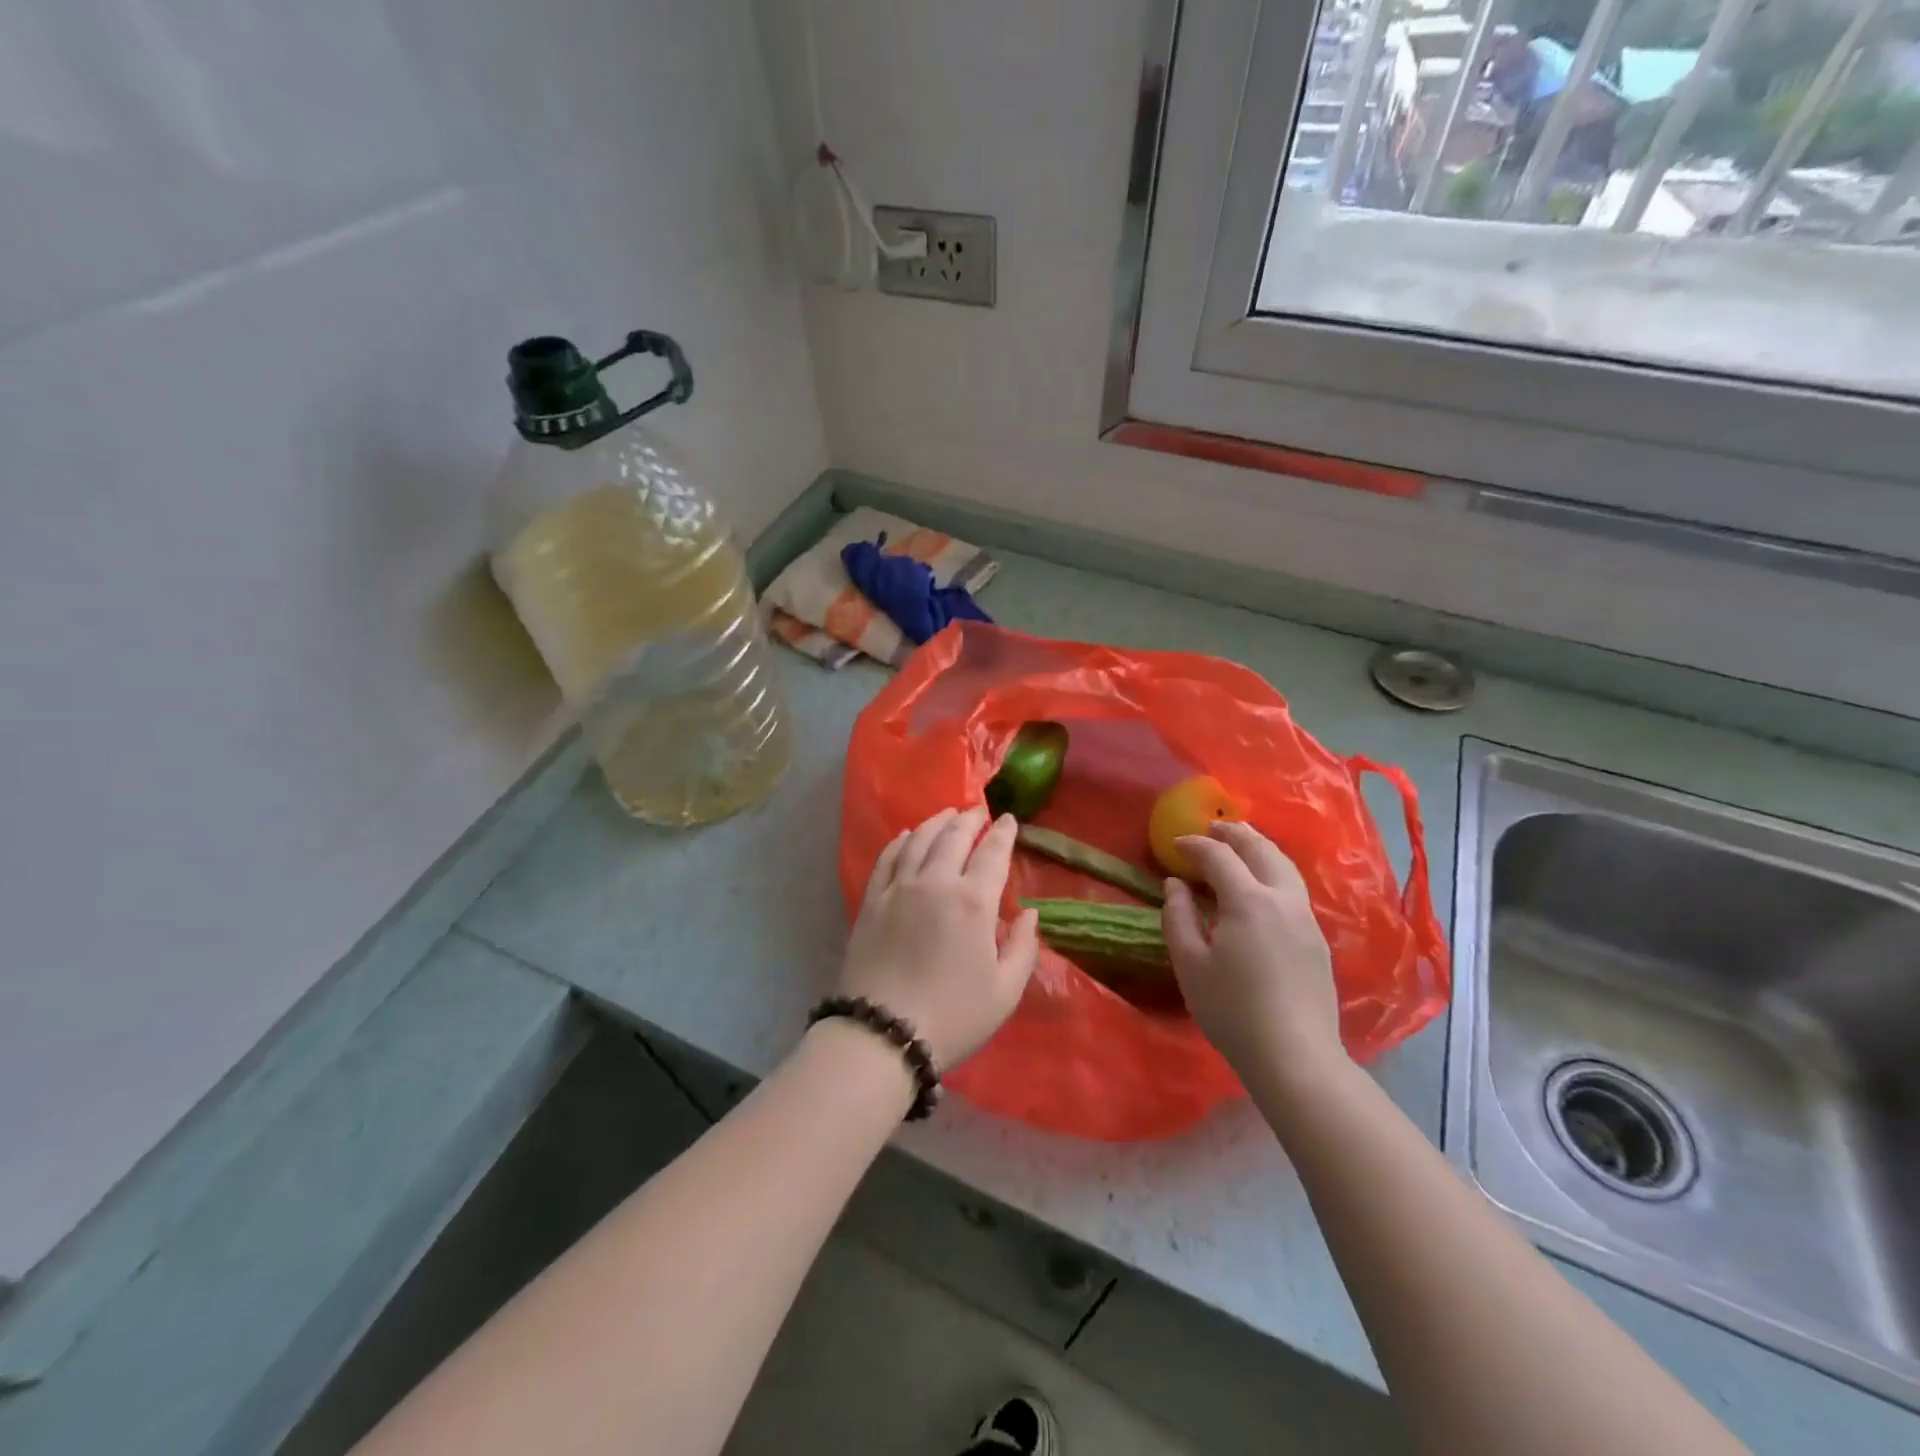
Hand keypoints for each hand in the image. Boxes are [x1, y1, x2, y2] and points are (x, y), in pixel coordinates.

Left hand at [839, 807, 1039, 1068]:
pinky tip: (907, 835)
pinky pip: (887, 858)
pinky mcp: (872, 901)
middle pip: (953, 836)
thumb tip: (1029, 913)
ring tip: (947, 814)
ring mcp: (898, 888)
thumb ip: (1023, 947)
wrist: (882, 1033)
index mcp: (973, 902)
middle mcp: (935, 882)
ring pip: (919, 840)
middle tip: (978, 811)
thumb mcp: (1005, 991)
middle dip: (969, 819)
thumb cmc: (953, 1017)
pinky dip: (900, 841)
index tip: (1009, 820)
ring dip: (936, 822)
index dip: (1003, 833)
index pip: (992, 853)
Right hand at [1162, 820, 1343, 1079]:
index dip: (1195, 846)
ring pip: (1285, 866)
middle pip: (1261, 850)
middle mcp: (1283, 899)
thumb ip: (1178, 917)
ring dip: (1260, 847)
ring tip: (1241, 843)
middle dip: (1235, 834)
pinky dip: (1274, 869)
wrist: (1295, 1056)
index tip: (1175, 845)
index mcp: (1248, 901)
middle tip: (1213, 828)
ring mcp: (1306, 918)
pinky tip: (1263, 883)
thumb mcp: (1190, 964)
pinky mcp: (1317, 939)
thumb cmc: (1232, 1010)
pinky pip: (1294, 887)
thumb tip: (1175, 884)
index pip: (1219, 857)